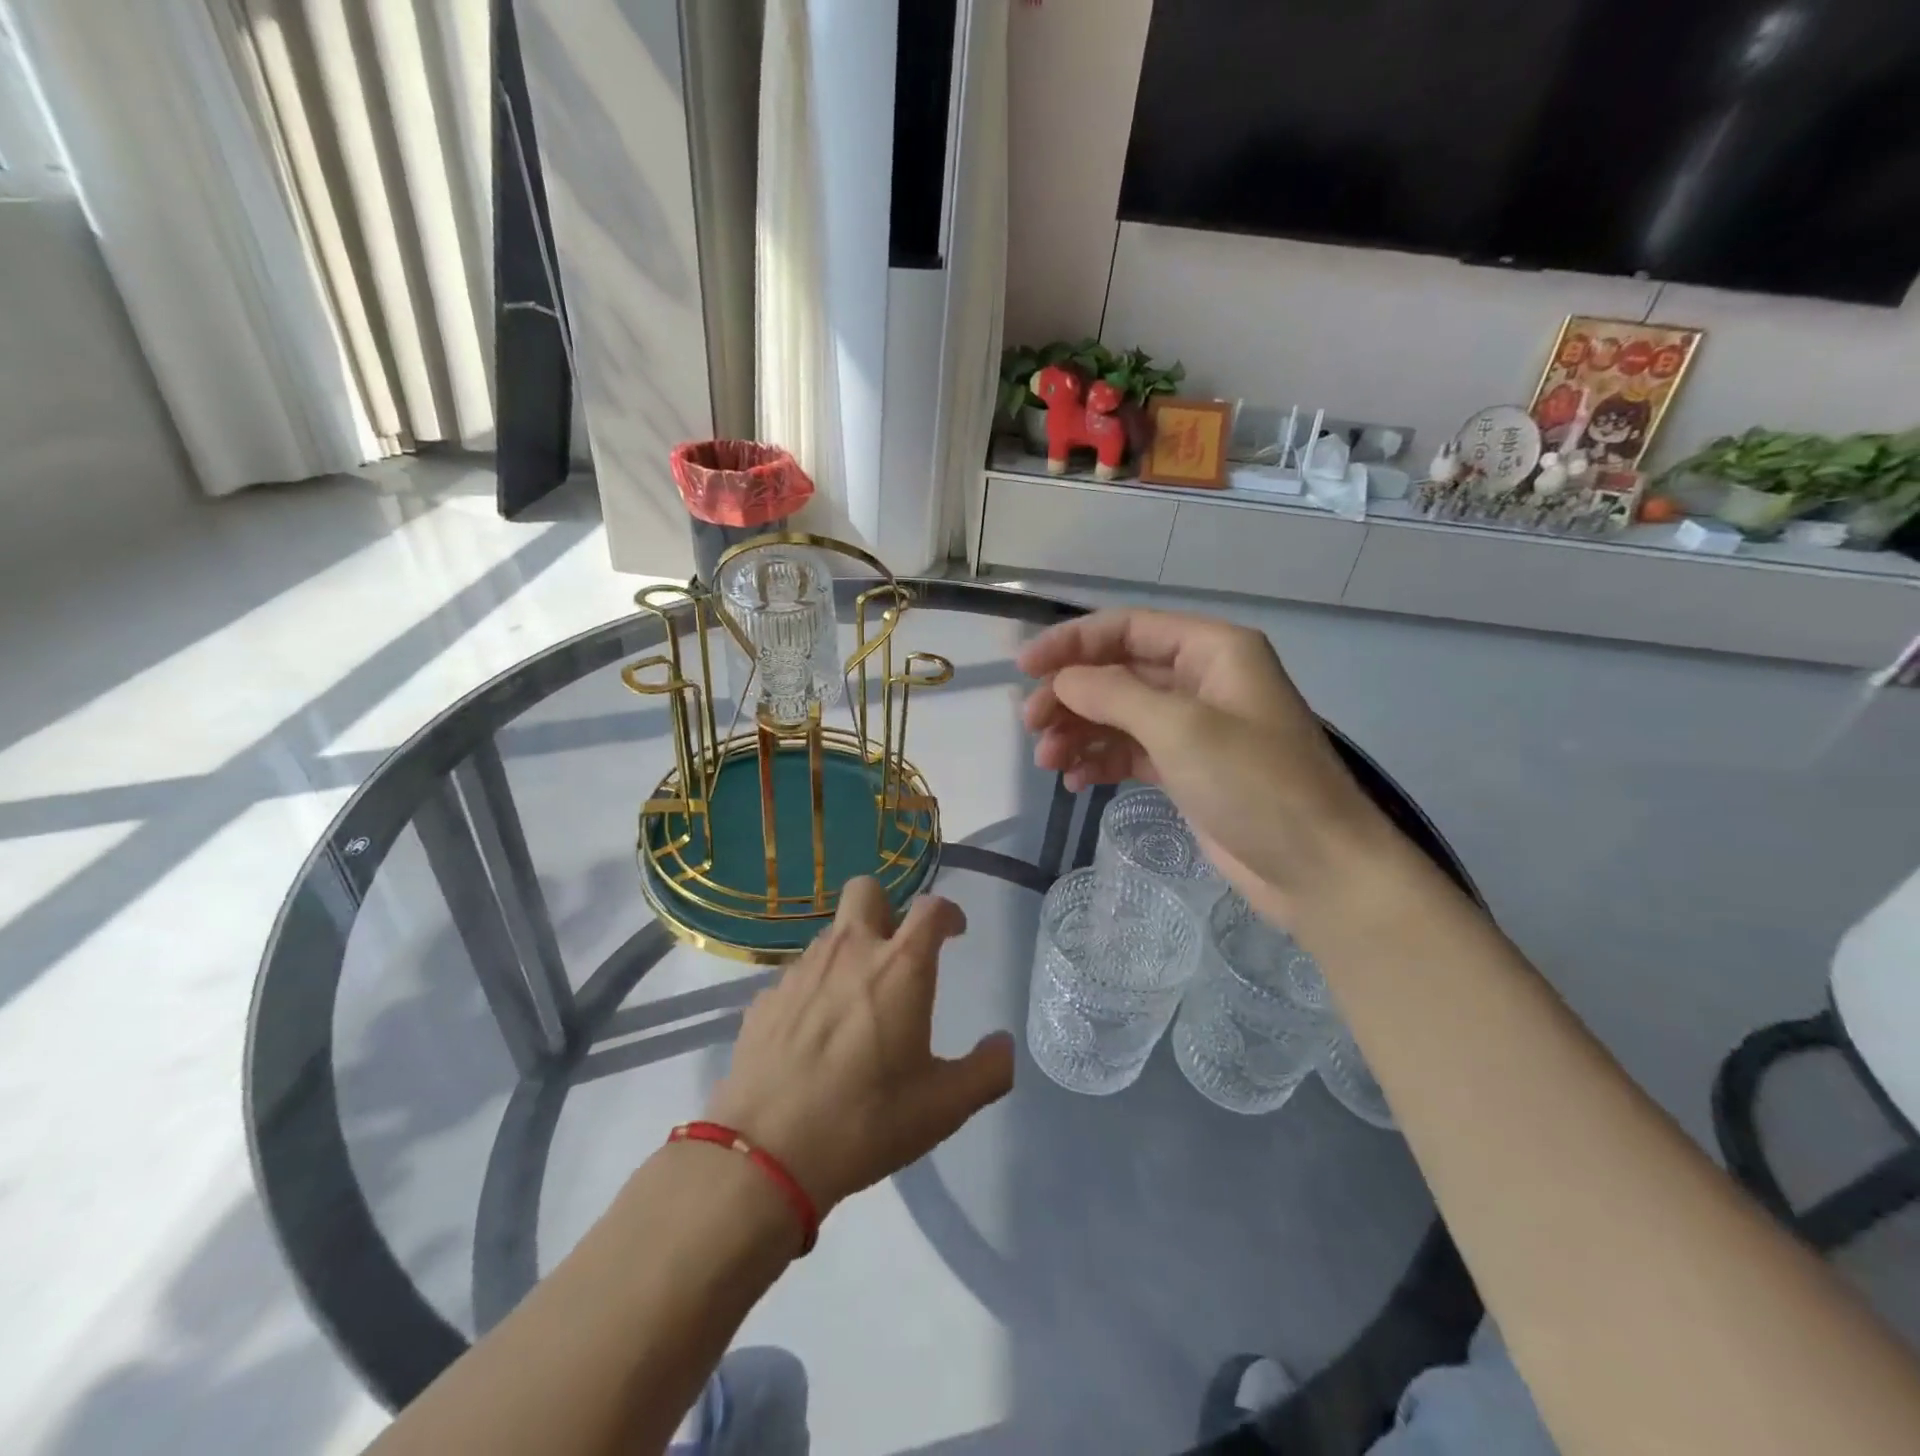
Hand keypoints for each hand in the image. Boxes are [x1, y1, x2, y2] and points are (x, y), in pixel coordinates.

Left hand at [704, 881, 1013, 1213]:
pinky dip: (815, 988)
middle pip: (867, 890)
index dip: (948, 912)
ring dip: (850, 951)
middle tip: (896, 952)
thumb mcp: (943, 1107)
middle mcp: (850, 952)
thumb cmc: (867, 1121)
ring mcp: (801, 970)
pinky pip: (798, 974)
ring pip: (831, 934)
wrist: (766, 1154)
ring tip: (856, 1003)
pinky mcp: (766, 997)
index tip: (954, 932)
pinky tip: (814, 1034)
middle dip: (887, 908)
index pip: (931, 908)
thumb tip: (1004, 1044)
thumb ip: (987, 1071)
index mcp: (900, 967)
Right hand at [1018, 608, 1396, 922]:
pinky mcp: (1187, 769)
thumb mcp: (1182, 729)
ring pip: (1119, 715)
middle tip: (1031, 726)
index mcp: (1212, 650)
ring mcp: (1194, 727)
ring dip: (1079, 732)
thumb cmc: (1256, 784)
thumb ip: (1115, 695)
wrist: (1317, 870)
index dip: (1072, 643)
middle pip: (1118, 672)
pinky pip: (1131, 751)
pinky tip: (1076, 781)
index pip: (1128, 629)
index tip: (1024, 667)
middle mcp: (1201, 679)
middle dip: (1071, 695)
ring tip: (1048, 761)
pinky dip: (1100, 761)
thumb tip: (1062, 680)